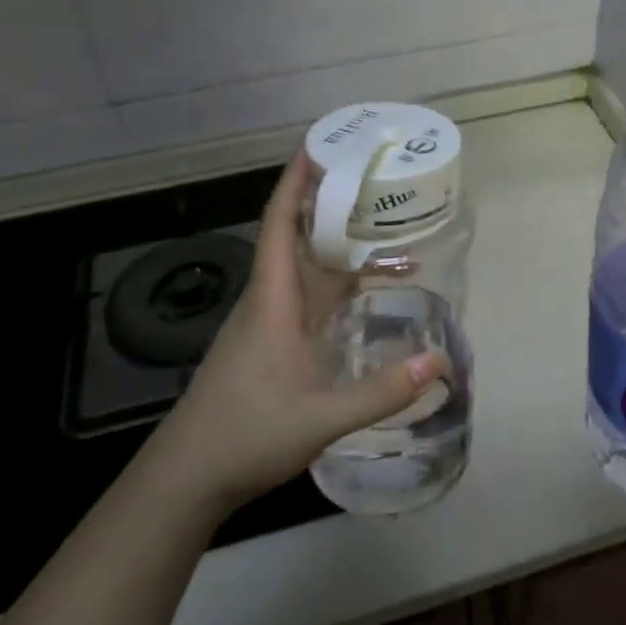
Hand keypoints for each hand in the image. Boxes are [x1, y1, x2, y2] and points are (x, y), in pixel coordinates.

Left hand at [153, 151, 443, 511]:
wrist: (187, 478)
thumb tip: (438, 361)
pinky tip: (364, 295)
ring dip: (337, 248)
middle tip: (373, 181)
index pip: (278, 224)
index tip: (318, 146)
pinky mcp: (268, 345)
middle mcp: (267, 301)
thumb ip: (382, 391)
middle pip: (296, 237)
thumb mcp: (321, 417)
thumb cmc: (246, 435)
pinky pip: (307, 299)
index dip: (295, 182)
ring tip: (384, 231)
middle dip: (329, 204)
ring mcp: (265, 323)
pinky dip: (336, 285)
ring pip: (304, 269)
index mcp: (271, 300)